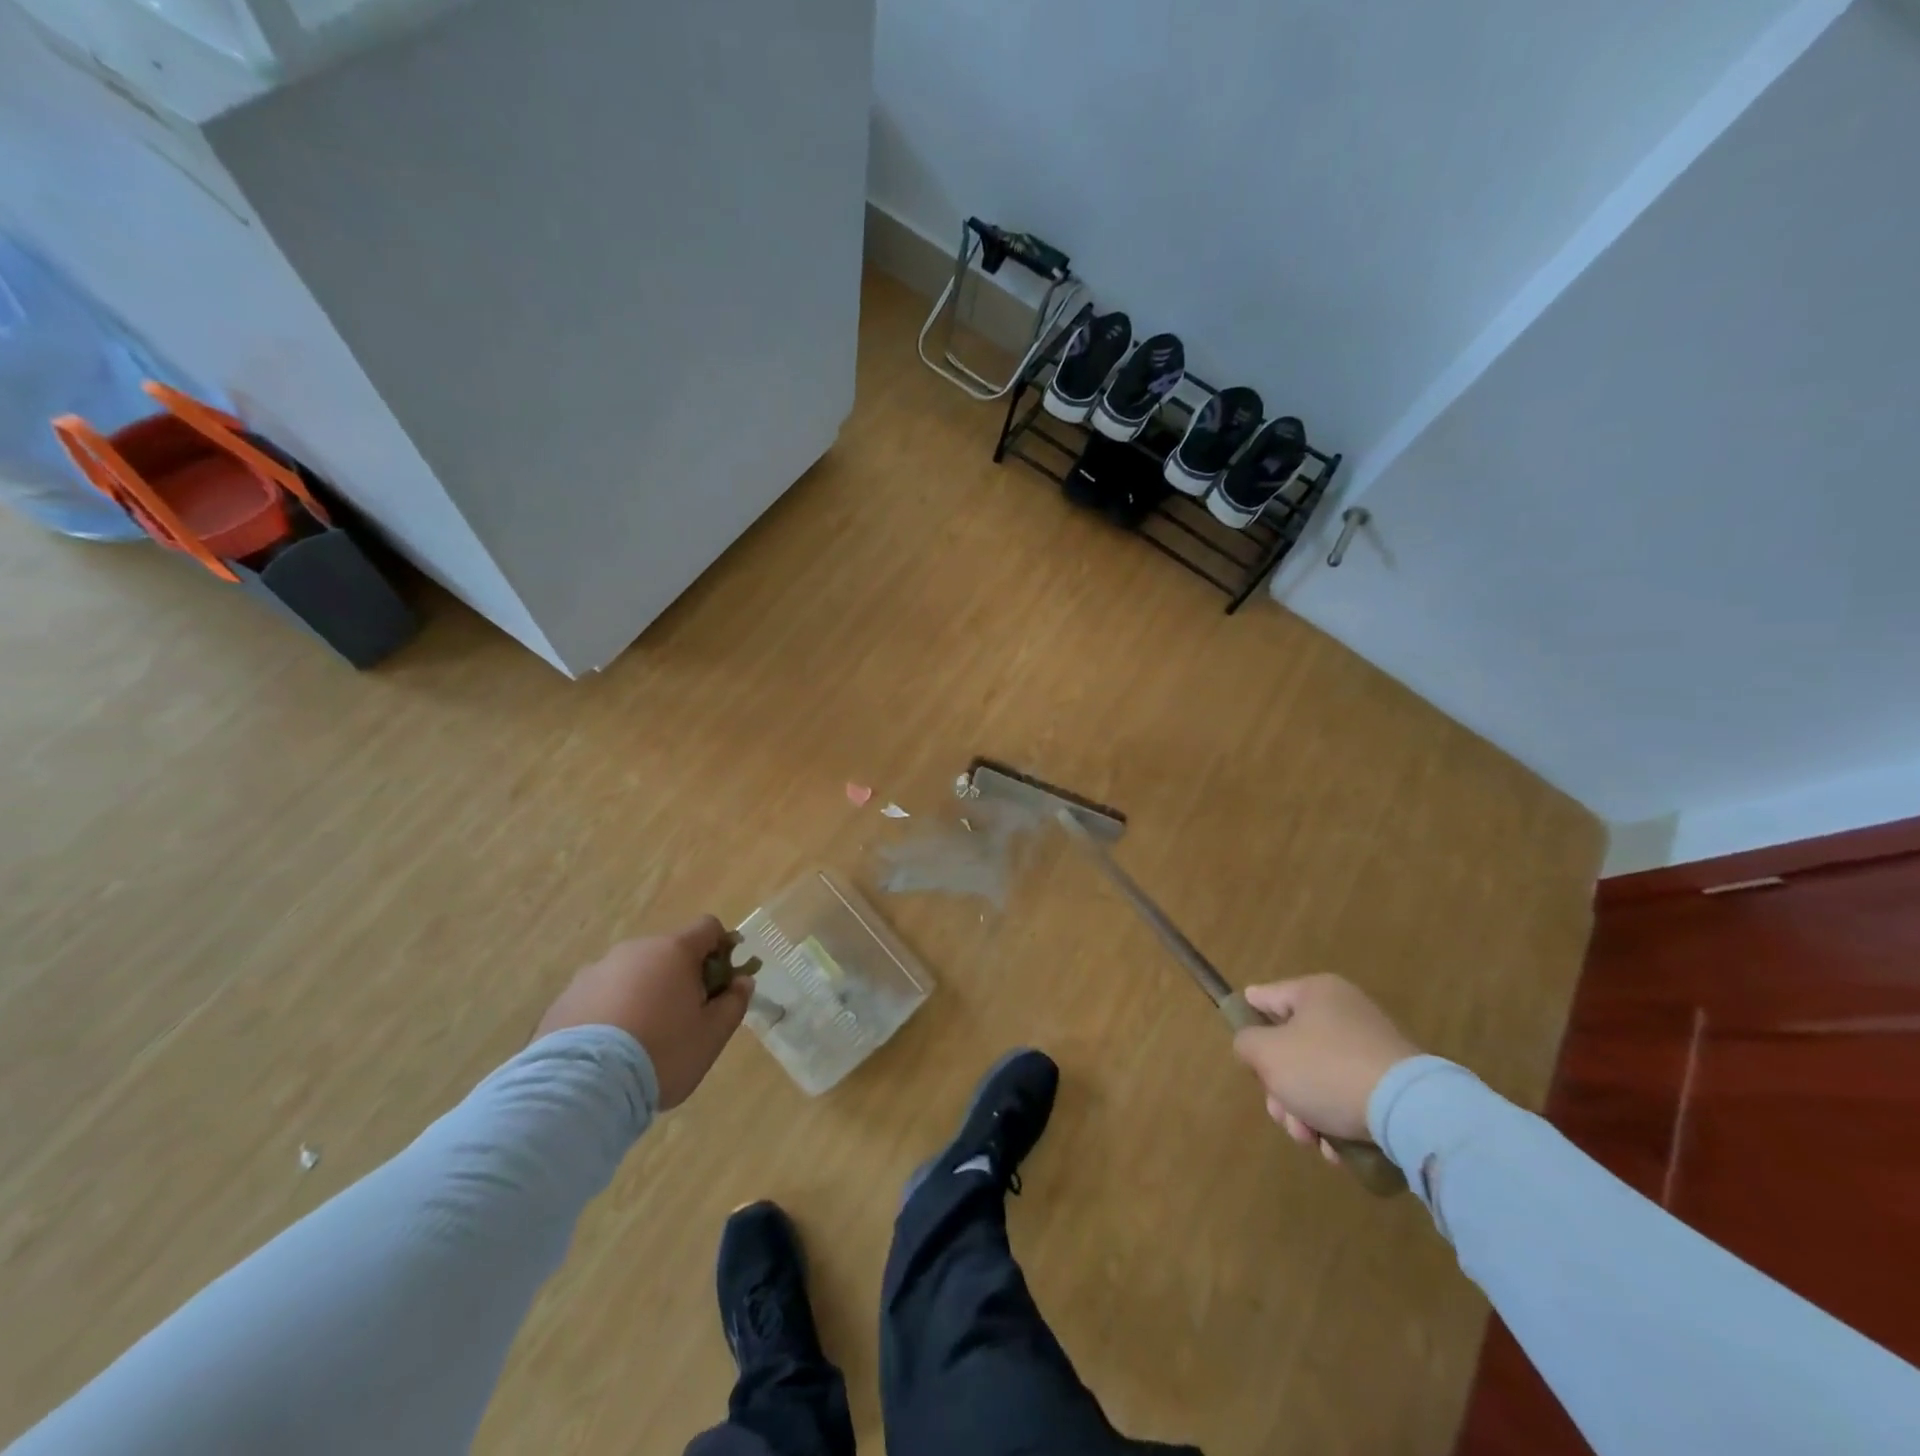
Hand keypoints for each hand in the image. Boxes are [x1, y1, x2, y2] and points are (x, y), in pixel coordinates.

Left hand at [534, 916, 753, 1109]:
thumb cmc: (661, 1053)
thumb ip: (734, 1003)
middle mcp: (633, 950)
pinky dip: (611, 1012)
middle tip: (684, 1018)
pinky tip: (609, 1051)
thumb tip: (742, 982)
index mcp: (673, 951)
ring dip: (643, 993)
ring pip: (631, 974)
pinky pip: (599, 996)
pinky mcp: (564, 999)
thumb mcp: (712, 1035)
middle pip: (667, 952)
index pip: (708, 928)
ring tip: (641, 1039)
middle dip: (681, 976)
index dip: (722, 948)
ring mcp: (594, 972)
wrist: (581, 1087)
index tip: (723, 980)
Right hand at [1231, 975, 1418, 1157]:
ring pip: (1317, 1077)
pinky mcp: (1391, 1081)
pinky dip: (1336, 1119)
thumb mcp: (1267, 1054)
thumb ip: (1246, 1043)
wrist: (1410, 1112)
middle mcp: (1344, 1011)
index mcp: (1314, 992)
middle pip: (1290, 1047)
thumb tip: (1253, 1045)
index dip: (1247, 1025)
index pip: (1263, 998)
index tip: (1247, 1058)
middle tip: (1282, 1115)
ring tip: (1311, 1140)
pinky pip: (1348, 1094)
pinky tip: (1336, 1147)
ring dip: (1305, 1111)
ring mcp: (1371, 1046)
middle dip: (1280, 1088)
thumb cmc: (1326, 1070)